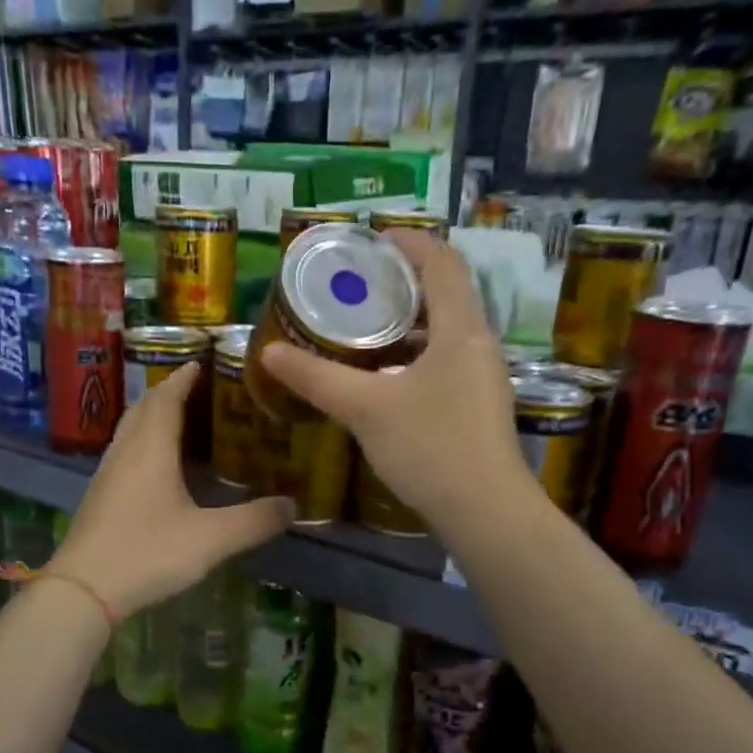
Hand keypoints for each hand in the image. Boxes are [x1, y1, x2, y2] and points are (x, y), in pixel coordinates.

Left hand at [49, 362, 293, 618]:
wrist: (83, 591)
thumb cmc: (148, 553)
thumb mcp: (212, 539)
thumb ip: (255, 521)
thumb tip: (293, 506)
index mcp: (151, 449)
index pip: (166, 397)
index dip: (184, 377)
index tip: (202, 361)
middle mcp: (126, 452)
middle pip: (144, 408)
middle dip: (168, 391)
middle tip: (198, 388)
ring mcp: (107, 475)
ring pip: (129, 430)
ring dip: (152, 416)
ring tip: (180, 419)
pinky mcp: (99, 497)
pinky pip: (123, 452)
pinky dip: (142, 442)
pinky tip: (155, 464)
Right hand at [259, 229, 534, 536]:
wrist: (484, 512)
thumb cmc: (430, 448)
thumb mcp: (365, 409)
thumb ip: (316, 378)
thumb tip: (268, 352)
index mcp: (461, 328)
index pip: (443, 261)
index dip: (410, 242)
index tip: (372, 239)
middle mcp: (479, 344)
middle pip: (446, 293)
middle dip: (403, 282)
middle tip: (357, 284)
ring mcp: (483, 377)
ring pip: (446, 331)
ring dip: (409, 322)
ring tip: (363, 327)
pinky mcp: (478, 406)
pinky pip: (446, 361)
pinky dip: (415, 355)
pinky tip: (383, 377)